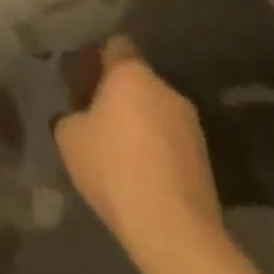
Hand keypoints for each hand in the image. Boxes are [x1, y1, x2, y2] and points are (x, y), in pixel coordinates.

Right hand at [55, 36, 224, 264]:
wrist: (172, 228)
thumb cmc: (114, 168)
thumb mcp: (69, 137)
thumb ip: (71, 115)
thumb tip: (79, 116)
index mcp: (131, 74)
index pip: (117, 45)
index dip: (100, 57)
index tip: (86, 76)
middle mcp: (165, 89)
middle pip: (138, 80)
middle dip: (120, 94)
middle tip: (97, 117)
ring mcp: (190, 124)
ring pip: (156, 111)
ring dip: (141, 122)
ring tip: (121, 151)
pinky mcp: (204, 158)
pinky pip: (171, 140)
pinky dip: (157, 149)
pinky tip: (141, 175)